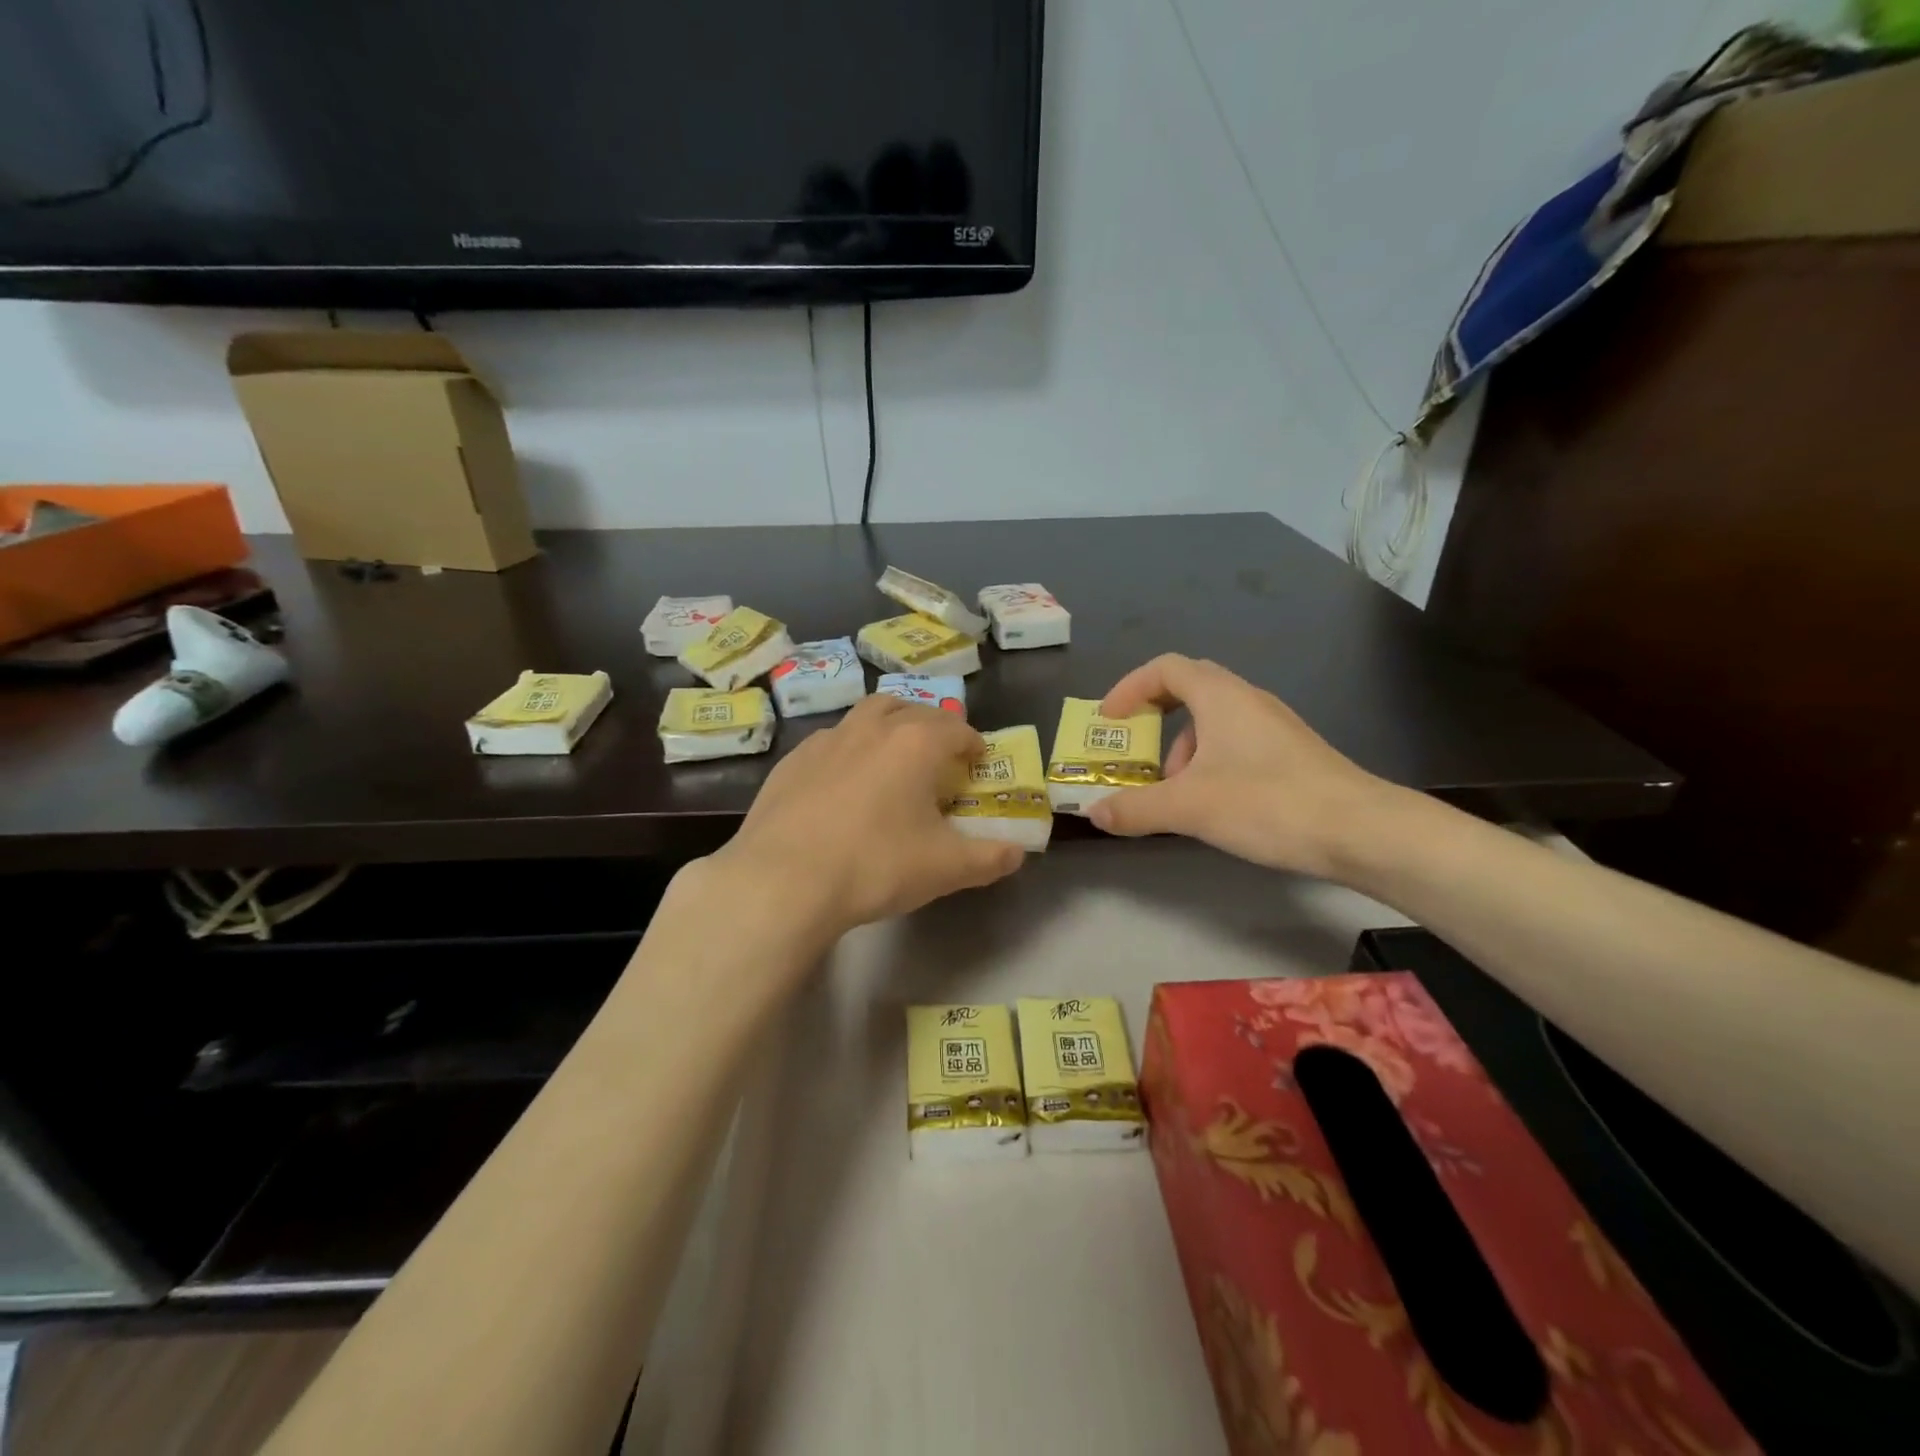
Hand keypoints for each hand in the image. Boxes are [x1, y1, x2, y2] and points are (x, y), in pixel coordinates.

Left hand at [710, 695, 1024, 941]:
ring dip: (887, 727)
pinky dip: (848, 751)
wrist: (783, 880)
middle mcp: (872, 728)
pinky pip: (831, 742)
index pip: (956, 729)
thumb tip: (1017, 854)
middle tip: (937, 755)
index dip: (972, 744)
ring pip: (866, 716)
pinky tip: (842, 783)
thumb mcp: (945, 868)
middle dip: (930, 726)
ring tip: (892, 757)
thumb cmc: (876, 865)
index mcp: (916, 743)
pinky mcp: (791, 761)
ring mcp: (827, 740)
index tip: (977, 762)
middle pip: (910, 710)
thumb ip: (989, 858)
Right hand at [1087, 655, 1394, 877]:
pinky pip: (1235, 744)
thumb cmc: (1268, 804)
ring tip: (1175, 794)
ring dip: (1182, 750)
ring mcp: (1274, 727)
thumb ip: (1136, 808)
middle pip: (1189, 689)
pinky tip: (1213, 805)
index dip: (1130, 688)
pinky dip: (1209, 764)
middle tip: (1136, 750)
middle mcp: (1248, 700)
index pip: (1165, 669)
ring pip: (1213, 722)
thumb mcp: (1189, 807)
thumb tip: (1094, 812)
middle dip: (1154, 719)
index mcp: (1221, 697)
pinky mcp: (1290, 754)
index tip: (1109, 721)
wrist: (1361, 831)